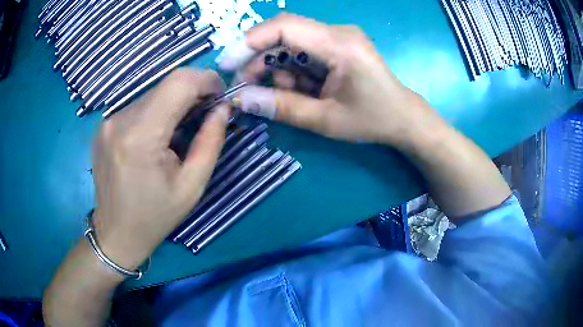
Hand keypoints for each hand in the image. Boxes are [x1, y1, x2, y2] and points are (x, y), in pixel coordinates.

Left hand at [91, 68, 229, 268]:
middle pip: (165, 85)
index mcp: (141, 136)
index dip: (205, 79)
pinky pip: (138, 106)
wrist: (115, 234)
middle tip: (206, 114)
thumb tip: (223, 108)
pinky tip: (158, 136)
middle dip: (192, 92)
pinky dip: (156, 112)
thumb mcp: (192, 186)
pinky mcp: (104, 125)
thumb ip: (211, 141)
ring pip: (152, 94)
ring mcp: (108, 121)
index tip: (219, 94)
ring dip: (173, 103)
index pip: (178, 82)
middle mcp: (119, 120)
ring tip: (181, 130)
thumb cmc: (155, 216)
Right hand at [218, 13, 439, 144]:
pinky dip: (291, 71)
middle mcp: (337, 32)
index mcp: (340, 44)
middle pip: (283, 35)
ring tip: (282, 96)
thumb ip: (283, 107)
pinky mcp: (335, 46)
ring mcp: (337, 37)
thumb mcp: (326, 120)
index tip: (227, 64)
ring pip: (290, 45)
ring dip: (276, 70)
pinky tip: (298, 90)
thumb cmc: (373, 119)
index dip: (249, 41)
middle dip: (259, 61)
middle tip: (245, 89)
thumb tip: (241, 100)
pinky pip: (302, 52)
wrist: (403, 117)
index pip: (284, 27)